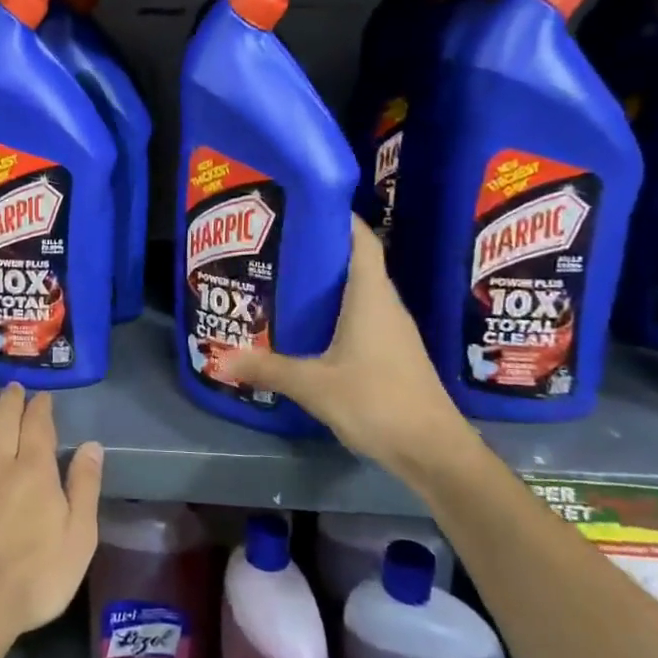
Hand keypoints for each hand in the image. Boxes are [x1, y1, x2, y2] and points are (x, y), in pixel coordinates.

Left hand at [0, 384, 103, 657]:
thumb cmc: (32, 580)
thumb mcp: (78, 541)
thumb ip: (84, 489)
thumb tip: (92, 447)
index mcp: (35, 470)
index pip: (38, 425)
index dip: (41, 408)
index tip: (43, 398)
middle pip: (4, 416)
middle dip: (11, 398)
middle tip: (14, 387)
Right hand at [223, 214, 477, 484]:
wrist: (435, 452)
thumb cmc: (378, 402)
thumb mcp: (314, 385)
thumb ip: (268, 369)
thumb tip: (223, 358)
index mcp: (371, 298)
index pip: (362, 241)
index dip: (338, 218)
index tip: (304, 205)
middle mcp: (385, 306)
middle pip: (356, 262)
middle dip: (319, 249)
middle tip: (276, 244)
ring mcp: (392, 331)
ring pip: (358, 292)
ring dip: (326, 283)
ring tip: (283, 279)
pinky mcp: (392, 353)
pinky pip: (361, 317)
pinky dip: (335, 311)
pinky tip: (307, 325)